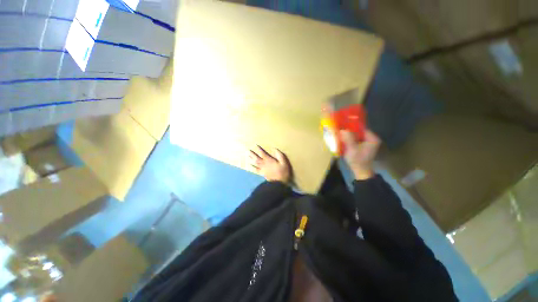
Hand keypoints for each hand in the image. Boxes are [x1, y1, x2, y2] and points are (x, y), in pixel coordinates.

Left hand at [249, 146, 291, 183]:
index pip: (263, 154)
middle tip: (248, 150)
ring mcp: (262, 169)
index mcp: (269, 160)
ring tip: (247, 156)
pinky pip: (255, 170)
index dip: (259, 149)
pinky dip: (252, 167)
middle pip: (256, 158)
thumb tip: (274, 149)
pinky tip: (249, 165)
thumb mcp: (284, 163)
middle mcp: (264, 164)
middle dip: (252, 154)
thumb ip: (279, 155)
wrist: (279, 183)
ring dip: (251, 159)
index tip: (255, 145)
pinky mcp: (262, 174)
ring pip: (255, 163)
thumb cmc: (282, 172)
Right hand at [340, 129, 380, 179]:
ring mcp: (367, 143)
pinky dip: (350, 140)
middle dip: (349, 131)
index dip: (351, 126)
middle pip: (358, 132)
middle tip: (340, 131)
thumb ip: (348, 139)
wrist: (360, 171)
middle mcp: (371, 139)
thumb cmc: (358, 160)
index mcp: (372, 138)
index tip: (342, 126)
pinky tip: (343, 140)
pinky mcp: (363, 146)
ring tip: (340, 135)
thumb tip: (342, 129)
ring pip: (356, 136)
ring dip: (348, 136)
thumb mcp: (352, 149)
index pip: (361, 128)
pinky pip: (356, 140)